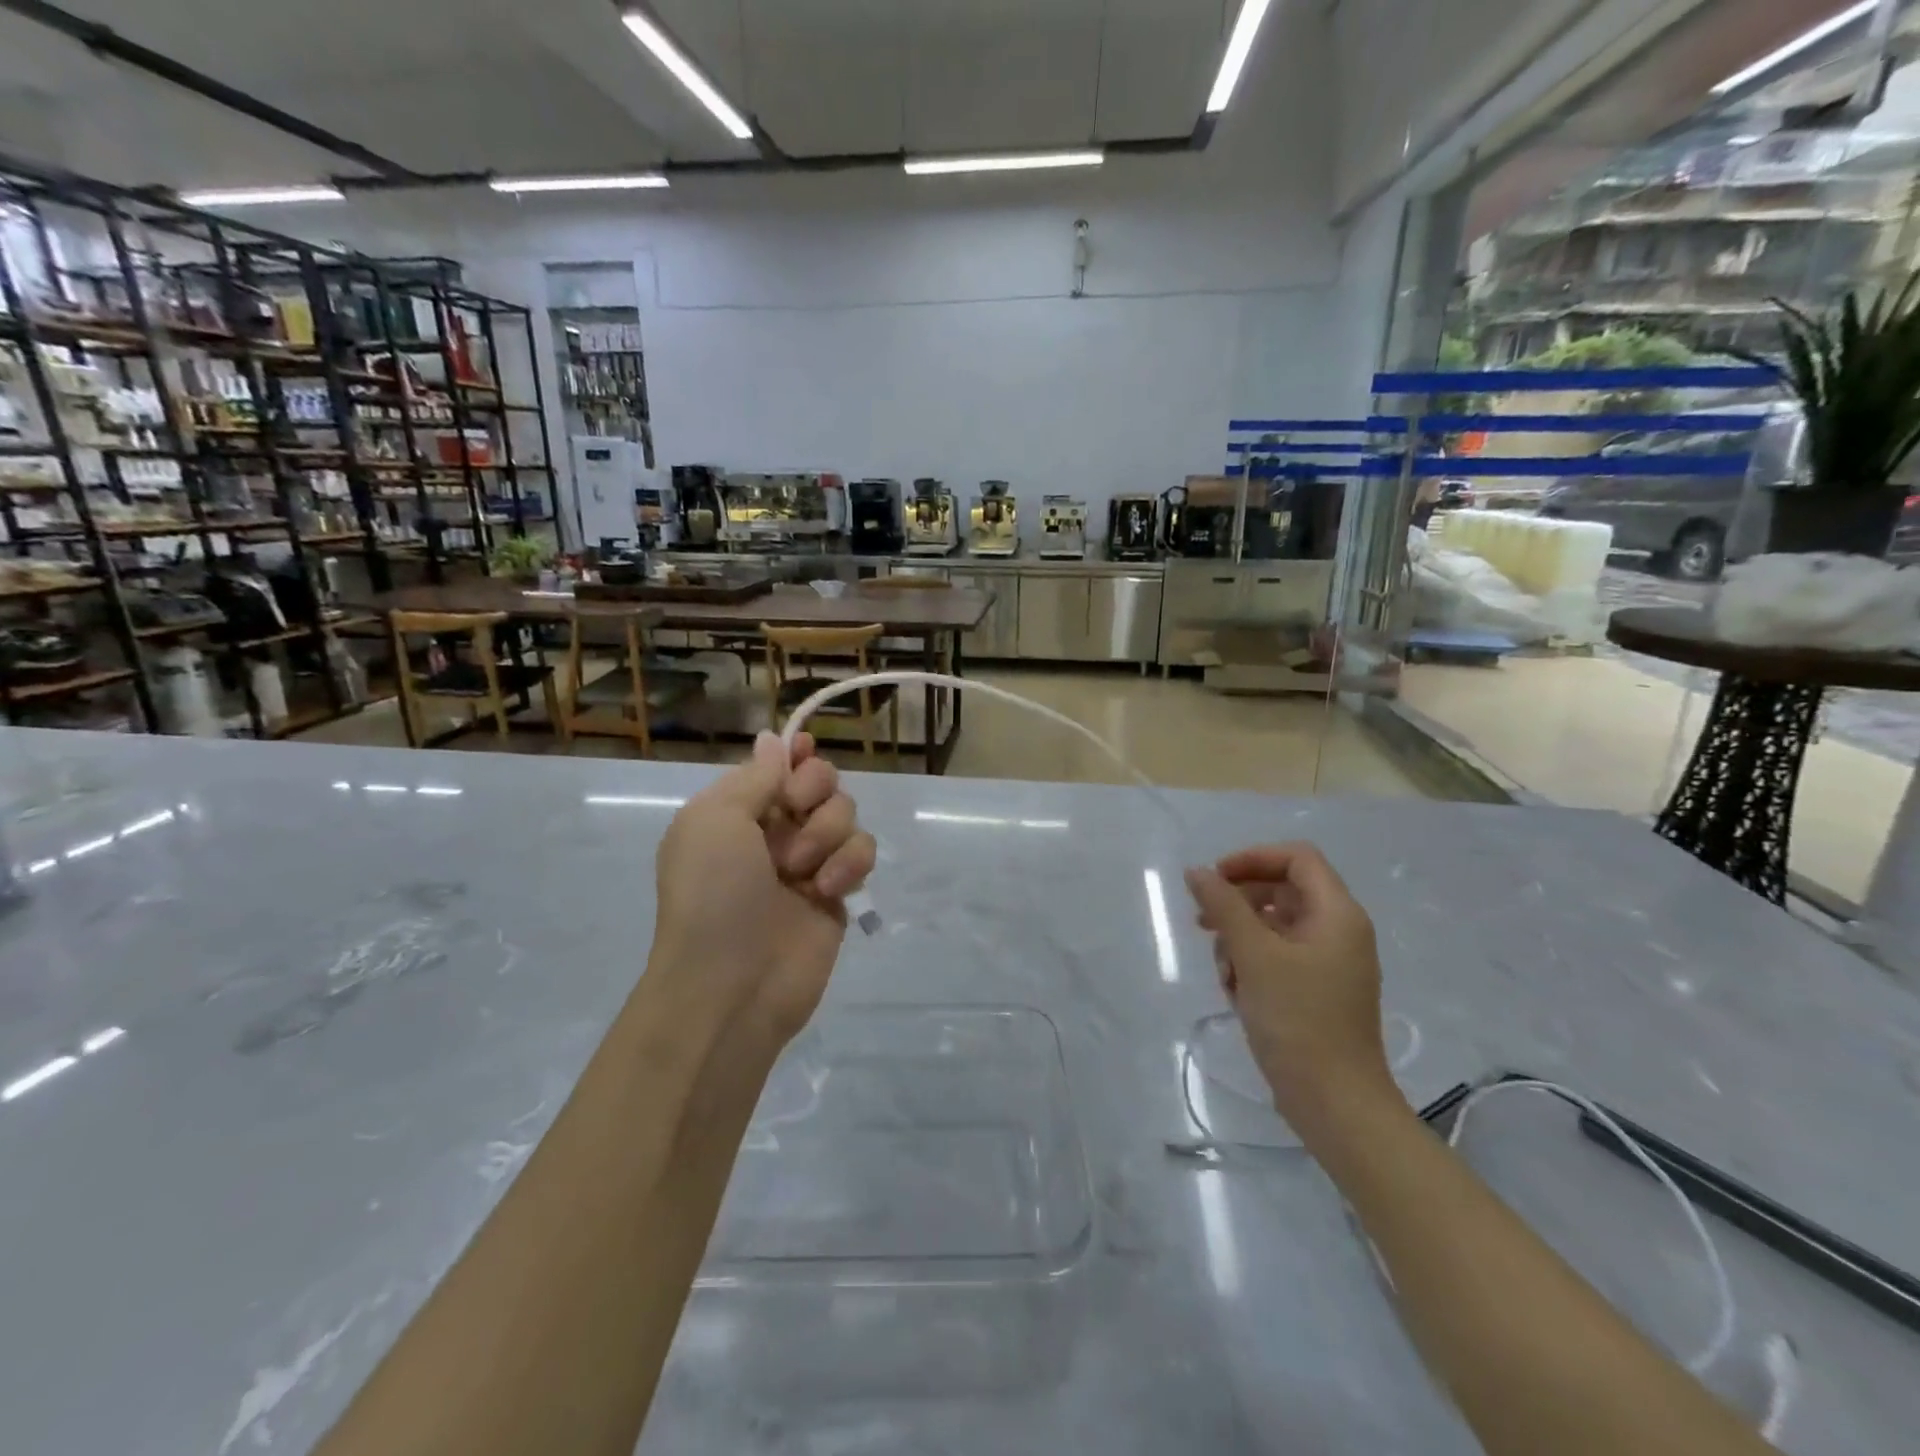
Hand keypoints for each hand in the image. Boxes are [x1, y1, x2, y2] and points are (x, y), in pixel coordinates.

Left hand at [651, 731, 876, 1047]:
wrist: (732, 983)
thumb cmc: (712, 893)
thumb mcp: (716, 819)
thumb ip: (755, 777)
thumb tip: (773, 741)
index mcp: (736, 811)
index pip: (776, 766)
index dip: (795, 755)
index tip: (806, 750)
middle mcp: (773, 831)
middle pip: (819, 780)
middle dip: (814, 789)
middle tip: (796, 812)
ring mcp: (809, 862)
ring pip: (845, 813)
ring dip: (827, 832)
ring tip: (801, 870)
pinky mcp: (838, 891)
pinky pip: (862, 852)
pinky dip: (849, 864)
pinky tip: (827, 890)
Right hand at [1184, 843, 1391, 1125]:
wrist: (1334, 1104)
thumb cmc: (1298, 1020)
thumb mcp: (1253, 955)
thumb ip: (1223, 906)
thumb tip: (1197, 871)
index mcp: (1337, 914)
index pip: (1296, 858)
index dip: (1253, 859)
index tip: (1214, 879)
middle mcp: (1338, 931)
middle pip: (1282, 891)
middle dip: (1238, 903)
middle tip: (1203, 924)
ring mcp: (1328, 963)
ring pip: (1274, 926)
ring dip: (1239, 939)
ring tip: (1223, 971)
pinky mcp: (1316, 991)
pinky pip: (1277, 958)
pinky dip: (1251, 965)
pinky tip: (1235, 992)